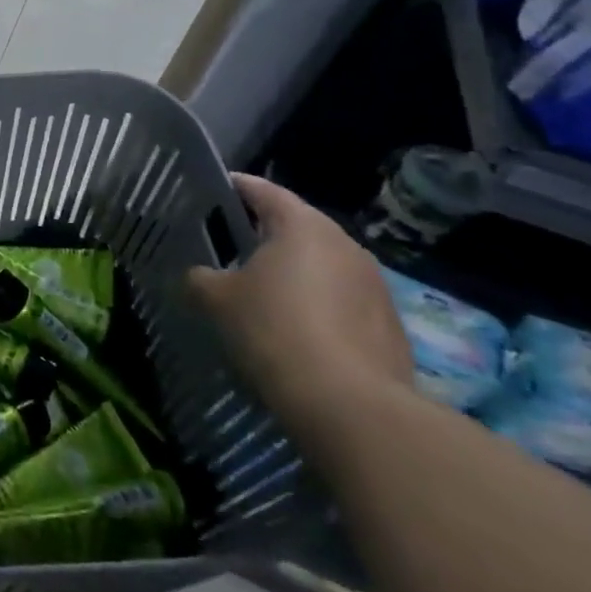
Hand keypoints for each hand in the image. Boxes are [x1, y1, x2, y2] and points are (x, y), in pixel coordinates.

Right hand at [187, 174, 414, 443]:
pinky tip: (296, 330)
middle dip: (265, 233)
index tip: (213, 190)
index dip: (236, 187)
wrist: (349, 404)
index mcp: (302, 226)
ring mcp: (374, 285)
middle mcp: (345, 244)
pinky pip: (343, 300)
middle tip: (230, 244)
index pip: (264, 190)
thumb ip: (201, 278)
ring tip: (262, 290)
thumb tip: (200, 276)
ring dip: (295, 271)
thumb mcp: (216, 299)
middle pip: (297, 226)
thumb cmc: (273, 330)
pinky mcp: (390, 324)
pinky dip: (318, 304)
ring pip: (323, 264)